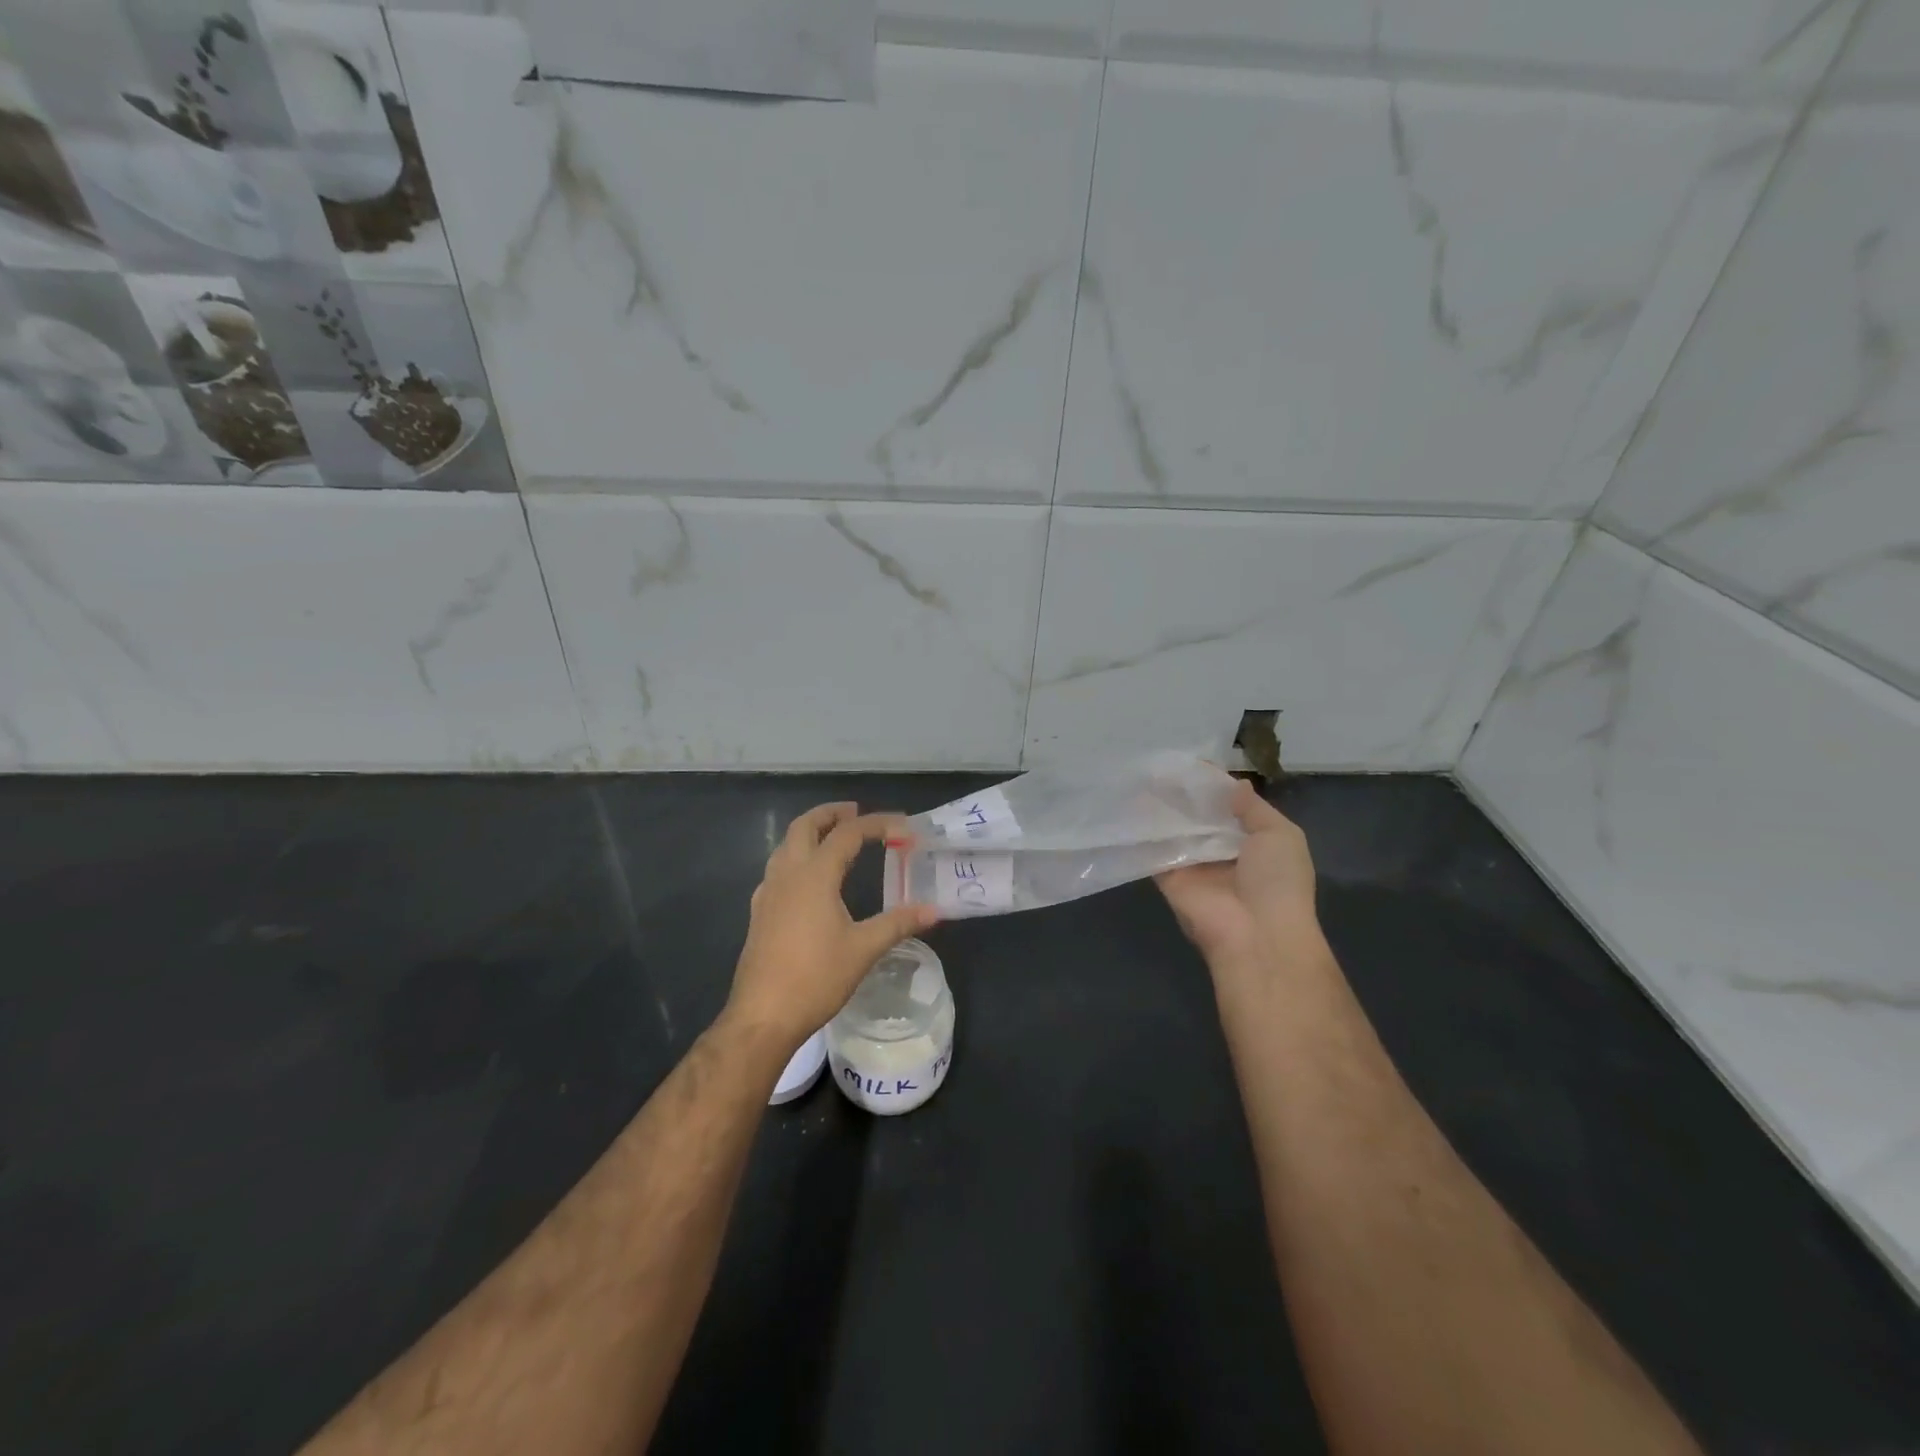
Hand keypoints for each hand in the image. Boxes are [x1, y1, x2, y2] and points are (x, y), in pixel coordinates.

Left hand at [723, 802, 939, 1053]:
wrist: (763, 1017)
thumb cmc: (816, 978)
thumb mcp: (864, 949)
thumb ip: (899, 923)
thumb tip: (934, 910)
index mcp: (814, 875)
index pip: (848, 834)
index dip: (877, 824)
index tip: (904, 828)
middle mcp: (787, 874)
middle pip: (805, 826)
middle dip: (831, 814)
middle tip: (856, 812)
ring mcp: (768, 893)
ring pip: (786, 845)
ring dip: (810, 832)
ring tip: (834, 838)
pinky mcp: (759, 913)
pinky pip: (777, 868)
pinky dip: (796, 857)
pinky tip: (809, 880)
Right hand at [1156, 780, 1317, 970]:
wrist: (1255, 933)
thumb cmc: (1277, 881)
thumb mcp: (1280, 835)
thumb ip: (1254, 808)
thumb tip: (1234, 784)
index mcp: (1252, 841)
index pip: (1227, 806)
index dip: (1212, 785)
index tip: (1191, 761)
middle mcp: (1220, 850)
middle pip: (1197, 814)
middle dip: (1182, 792)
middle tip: (1159, 763)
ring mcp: (1192, 863)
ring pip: (1173, 827)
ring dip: (1160, 804)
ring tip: (1142, 773)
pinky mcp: (1167, 875)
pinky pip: (1153, 847)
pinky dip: (1142, 827)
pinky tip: (1129, 799)